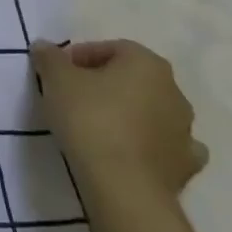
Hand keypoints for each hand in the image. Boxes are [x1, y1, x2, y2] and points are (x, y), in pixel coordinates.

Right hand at [31, 39, 207, 201]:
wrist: (123, 184)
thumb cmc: (90, 118)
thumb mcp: (56, 79)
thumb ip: (50, 57)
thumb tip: (45, 47)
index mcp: (147, 64)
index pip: (112, 48)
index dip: (82, 55)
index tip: (59, 72)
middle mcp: (174, 91)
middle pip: (134, 78)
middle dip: (106, 82)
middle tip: (74, 95)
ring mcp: (186, 130)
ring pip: (152, 110)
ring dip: (129, 112)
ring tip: (97, 125)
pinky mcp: (186, 164)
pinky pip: (167, 144)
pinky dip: (151, 143)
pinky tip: (131, 150)